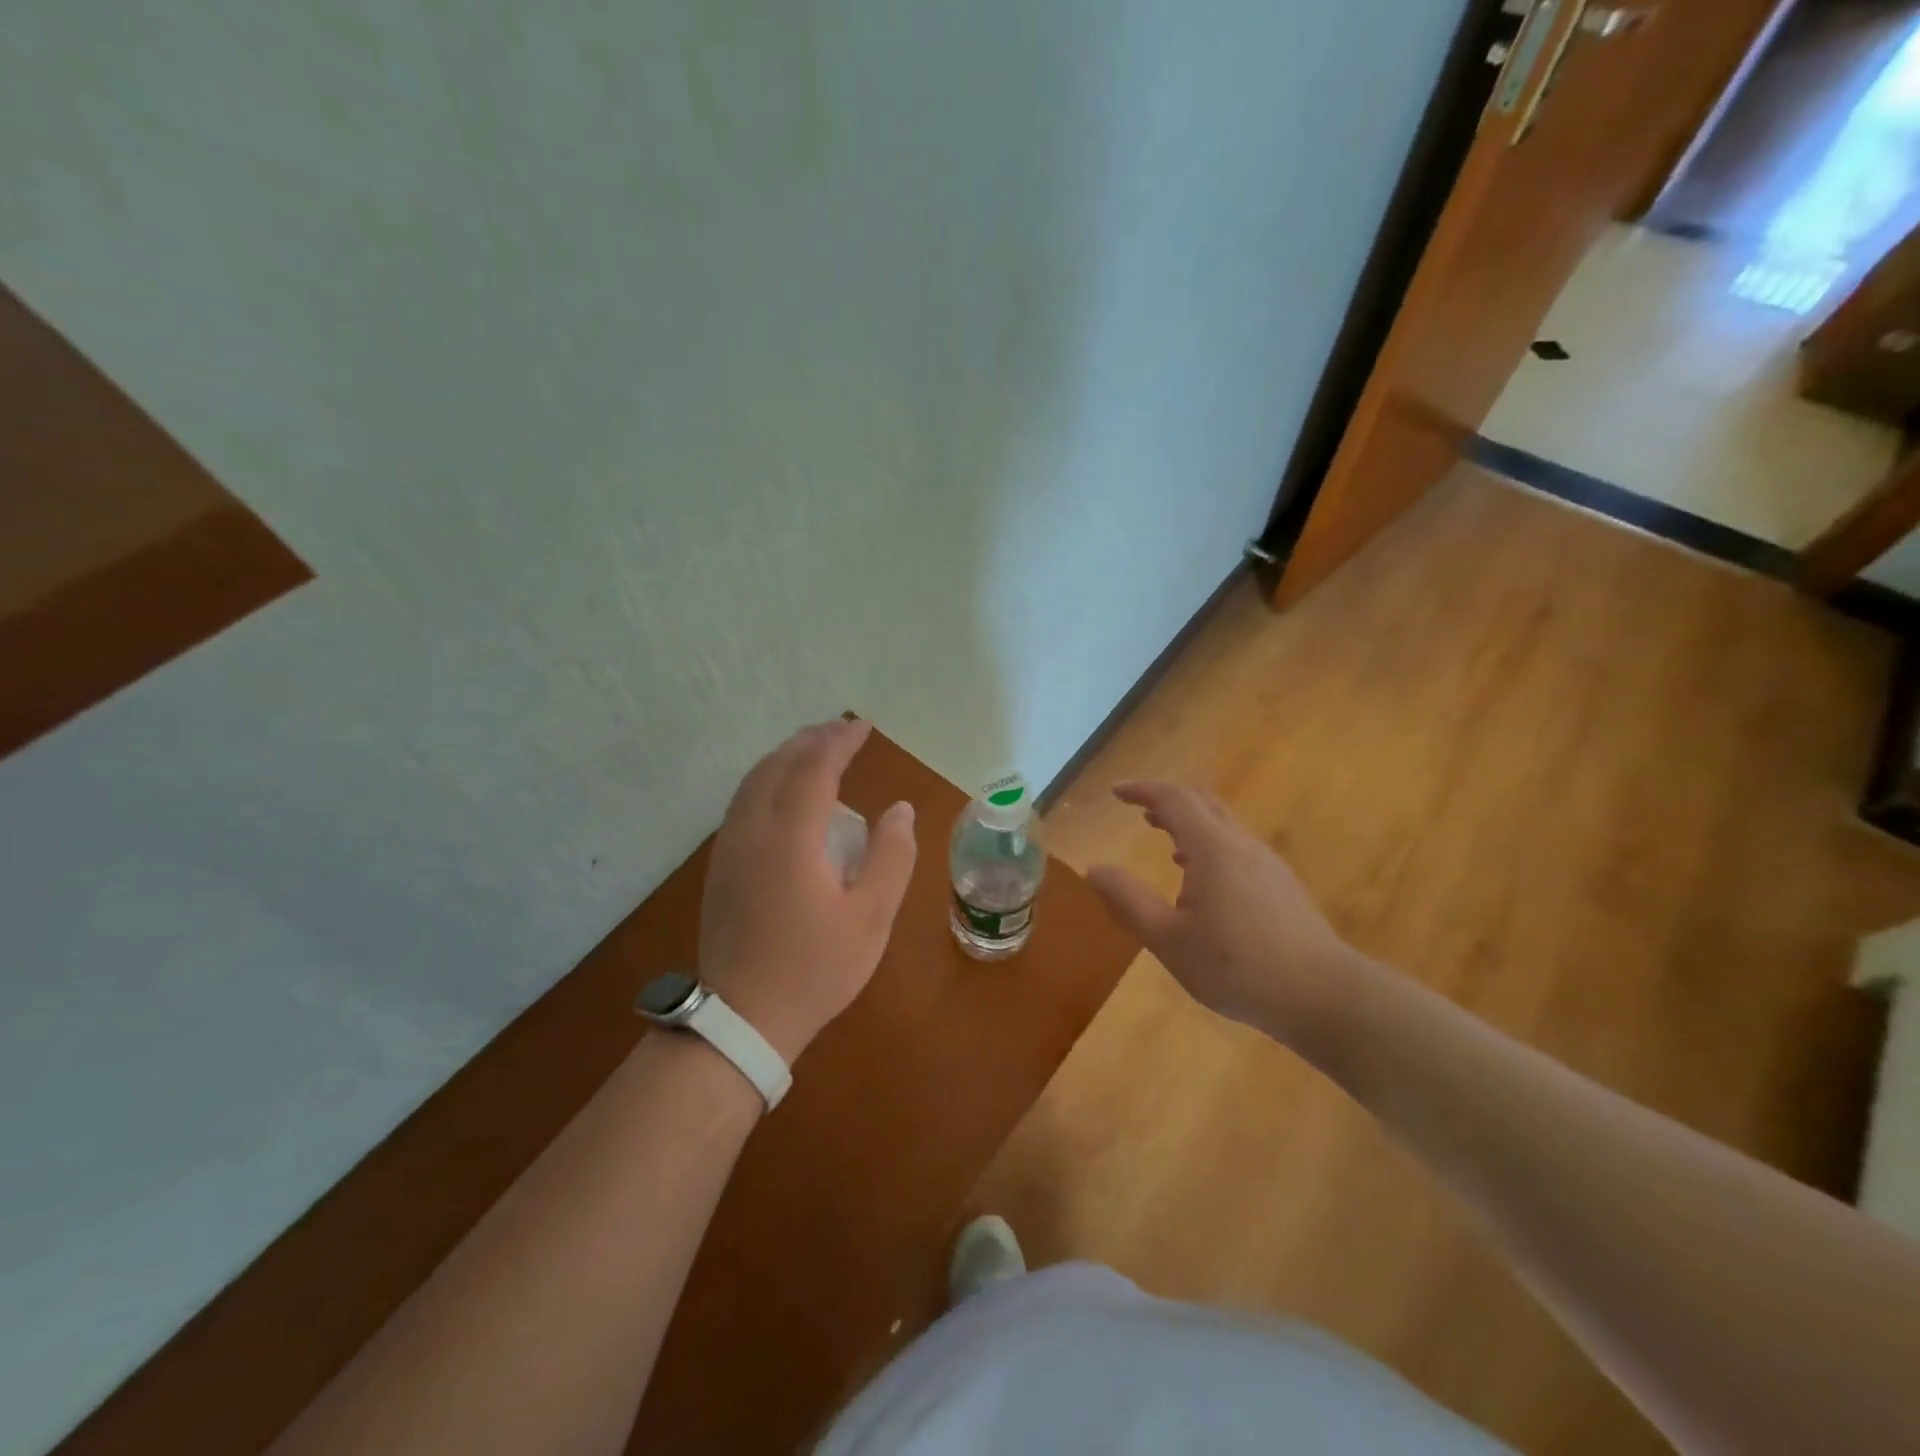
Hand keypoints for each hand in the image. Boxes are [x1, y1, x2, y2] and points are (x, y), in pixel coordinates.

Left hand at [699, 719, 917, 1063]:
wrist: (741, 1019)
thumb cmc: (815, 969)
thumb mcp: (870, 917)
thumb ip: (891, 857)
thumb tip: (899, 810)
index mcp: (789, 839)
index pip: (814, 768)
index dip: (839, 741)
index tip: (864, 727)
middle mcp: (751, 831)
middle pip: (777, 765)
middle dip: (811, 740)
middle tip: (843, 731)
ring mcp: (728, 848)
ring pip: (754, 781)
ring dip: (786, 757)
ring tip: (816, 750)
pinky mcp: (720, 866)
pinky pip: (743, 802)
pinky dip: (768, 780)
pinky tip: (786, 793)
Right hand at [1085, 782, 1373, 1052]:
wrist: (1324, 996)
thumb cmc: (1238, 967)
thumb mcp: (1169, 940)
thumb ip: (1129, 901)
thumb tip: (1094, 869)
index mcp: (1213, 848)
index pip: (1174, 799)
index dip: (1143, 790)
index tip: (1116, 792)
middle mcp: (1242, 844)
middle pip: (1203, 803)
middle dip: (1167, 801)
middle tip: (1139, 811)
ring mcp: (1267, 864)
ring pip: (1223, 825)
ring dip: (1190, 823)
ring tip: (1164, 841)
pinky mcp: (1281, 885)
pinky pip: (1237, 847)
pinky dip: (1209, 845)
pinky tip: (1201, 881)